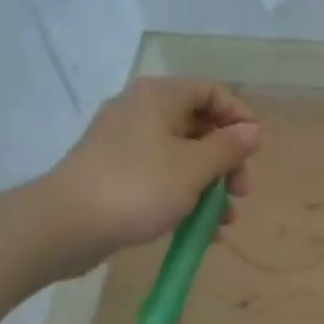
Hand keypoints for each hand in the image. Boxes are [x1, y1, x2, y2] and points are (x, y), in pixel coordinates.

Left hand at [52, 78, 260, 255]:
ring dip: (210, 187)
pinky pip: (161, 178)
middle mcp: (141, 112)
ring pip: (182, 158)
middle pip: (199, 126)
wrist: (66, 225)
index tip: (256, 150)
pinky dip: (184, 198)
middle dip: (227, 161)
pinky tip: (202, 231)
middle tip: (242, 192)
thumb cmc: (138, 187)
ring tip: (225, 221)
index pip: (211, 92)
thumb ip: (228, 148)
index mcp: (159, 97)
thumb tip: (253, 131)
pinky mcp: (116, 174)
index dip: (239, 117)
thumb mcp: (193, 168)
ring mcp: (125, 145)